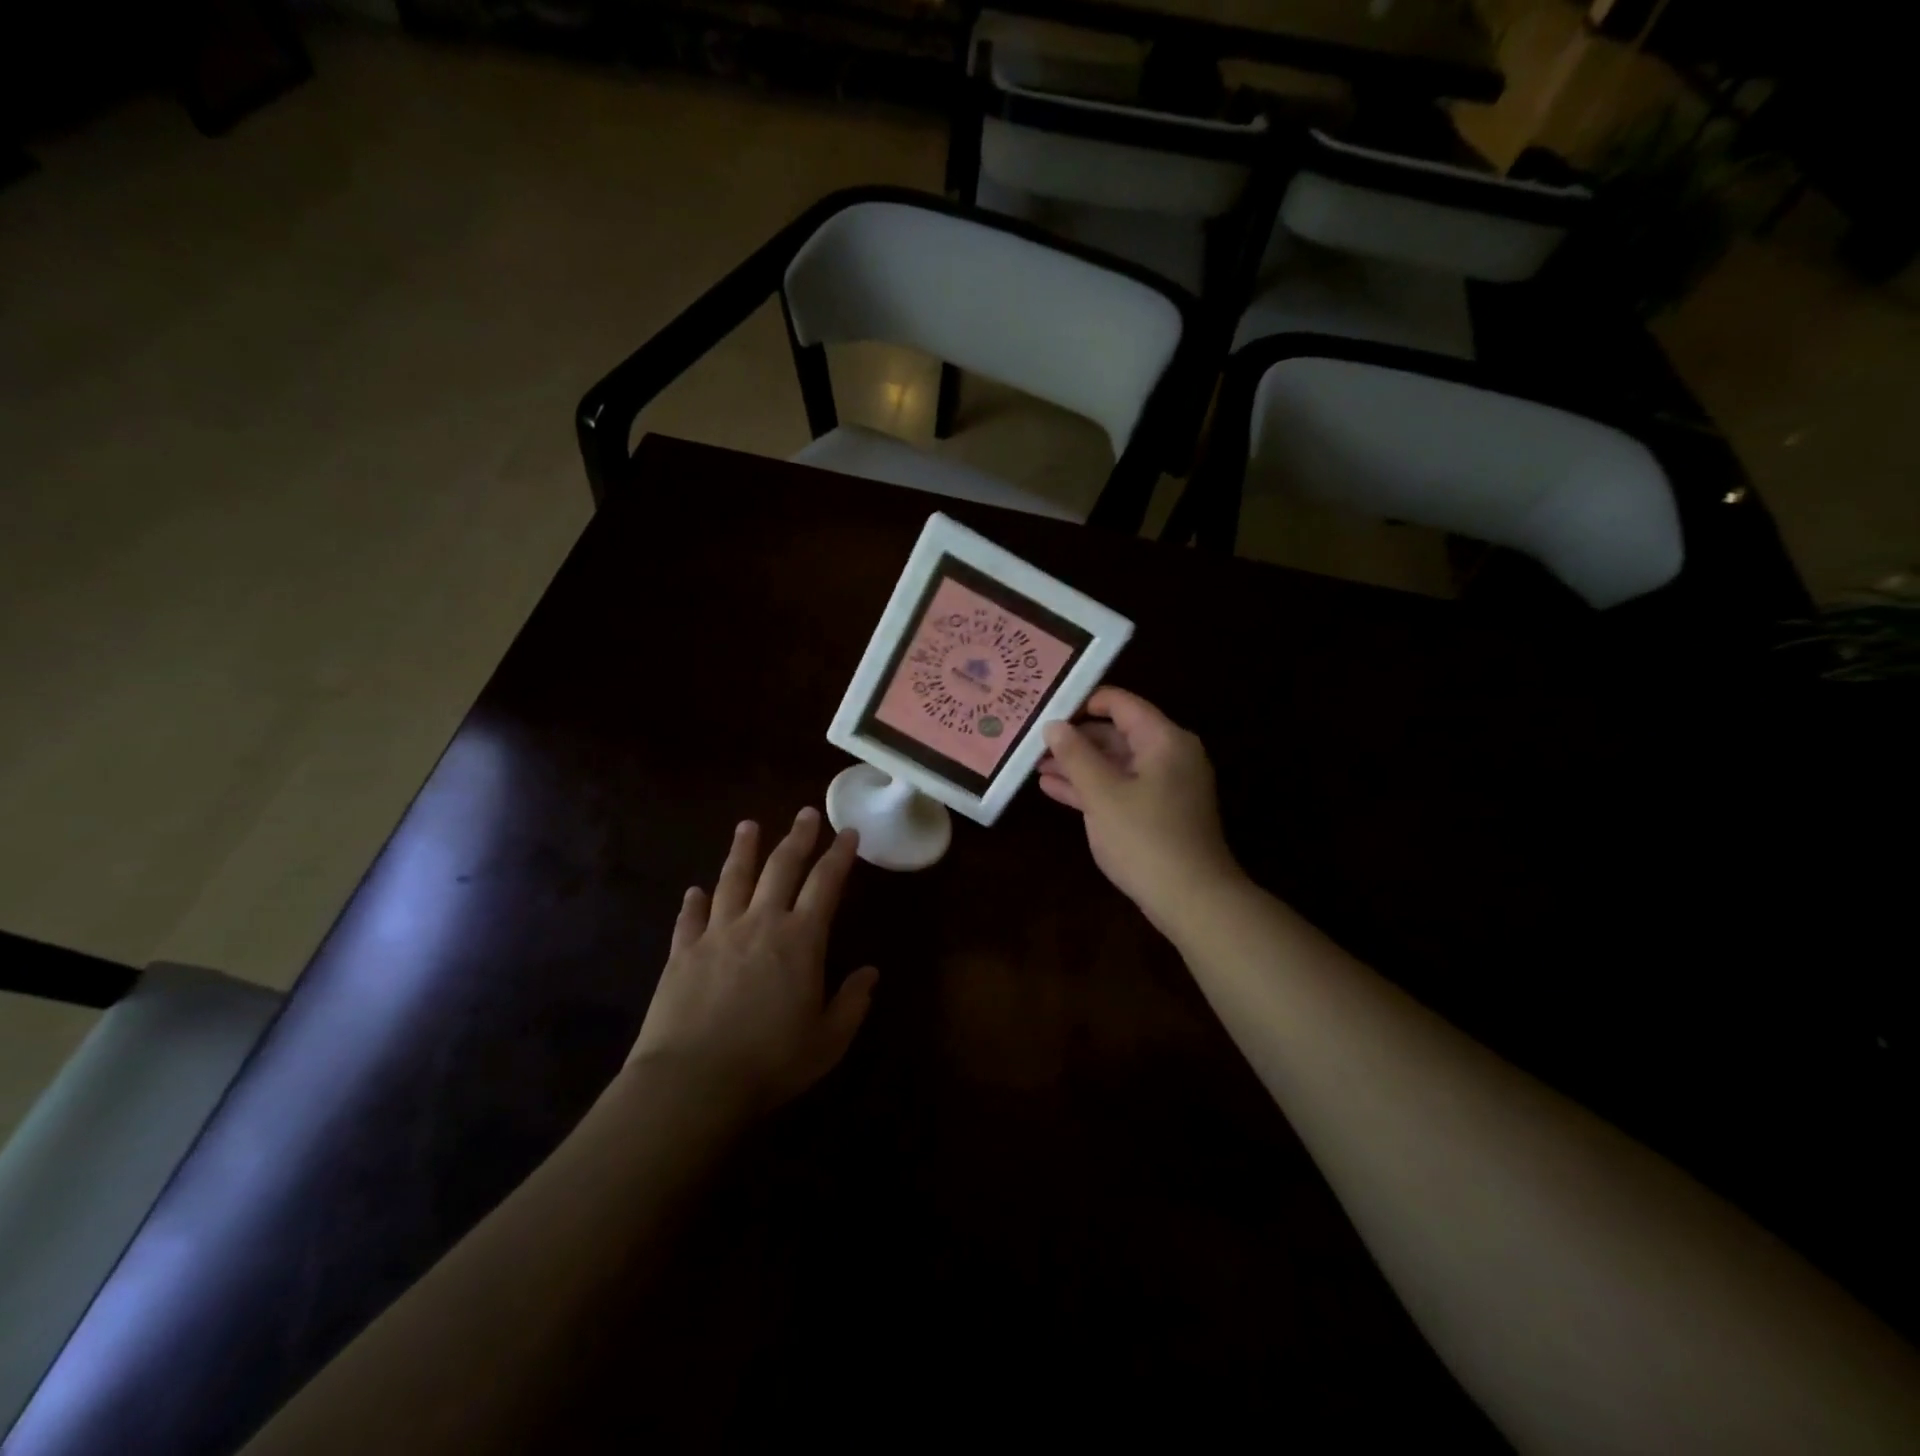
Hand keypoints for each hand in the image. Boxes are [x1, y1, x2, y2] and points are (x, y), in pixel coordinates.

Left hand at [628, 808, 877, 1116]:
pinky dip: (693, 902)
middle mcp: (760, 923)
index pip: (826, 884)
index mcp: (800, 940)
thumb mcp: (828, 1041)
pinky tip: (694, 891)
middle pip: (780, 868)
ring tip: (748, 826)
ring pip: (732, 880)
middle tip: (806, 814)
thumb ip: (852, 1003)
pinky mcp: (682, 953)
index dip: (839, 856)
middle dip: (797, 838)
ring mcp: (717, 934)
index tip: (848, 832)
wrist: (693, 1081)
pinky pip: (690, 918)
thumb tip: (870, 972)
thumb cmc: (770, 1062)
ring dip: (743, 850)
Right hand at [1038, 687, 1242, 933]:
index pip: (1120, 703)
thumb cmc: (1145, 838)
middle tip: (1034, 740)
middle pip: (1117, 733)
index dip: (1082, 701)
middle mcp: (1169, 755)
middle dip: (1075, 738)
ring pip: (1115, 763)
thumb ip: (1075, 755)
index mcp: (1164, 740)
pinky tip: (1053, 789)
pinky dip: (1091, 787)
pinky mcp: (1158, 812)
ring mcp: (1165, 786)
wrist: (1192, 900)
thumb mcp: (1102, 794)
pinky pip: (1120, 788)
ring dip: (1078, 764)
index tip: (1045, 707)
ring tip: (1035, 765)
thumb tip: (1053, 724)